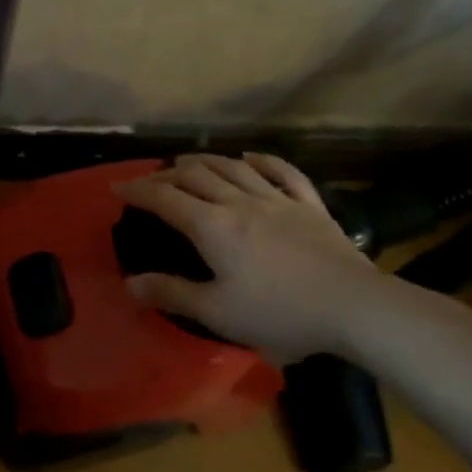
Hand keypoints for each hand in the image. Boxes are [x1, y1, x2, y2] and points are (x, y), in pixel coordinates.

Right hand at [115, 153, 391, 363]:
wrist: (353, 307)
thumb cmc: (279, 313)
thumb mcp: (216, 312)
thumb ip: (171, 294)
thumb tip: (129, 283)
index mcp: (213, 227)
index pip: (165, 199)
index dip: (138, 190)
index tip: (117, 187)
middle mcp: (240, 203)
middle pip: (196, 176)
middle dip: (167, 173)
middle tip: (151, 179)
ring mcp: (278, 201)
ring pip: (234, 168)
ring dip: (206, 160)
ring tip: (188, 160)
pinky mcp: (310, 207)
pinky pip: (284, 174)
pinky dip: (263, 161)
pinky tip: (251, 157)